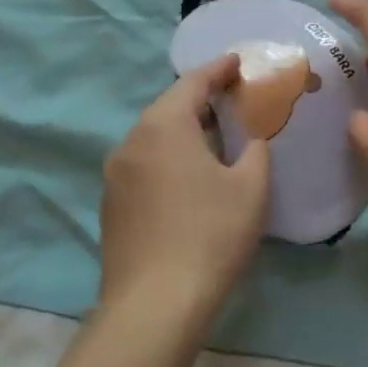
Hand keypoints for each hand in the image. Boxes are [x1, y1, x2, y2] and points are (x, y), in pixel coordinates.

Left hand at [100, 57, 270, 322]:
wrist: (155, 304)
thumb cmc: (211, 233)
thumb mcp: (251, 186)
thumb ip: (254, 150)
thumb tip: (247, 142)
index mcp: (164, 127)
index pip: (192, 83)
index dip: (218, 69)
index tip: (238, 62)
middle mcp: (131, 143)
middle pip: (169, 108)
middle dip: (201, 99)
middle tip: (234, 98)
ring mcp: (116, 176)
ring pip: (155, 138)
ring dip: (185, 130)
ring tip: (216, 135)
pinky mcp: (113, 206)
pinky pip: (146, 164)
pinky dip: (171, 156)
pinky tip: (192, 175)